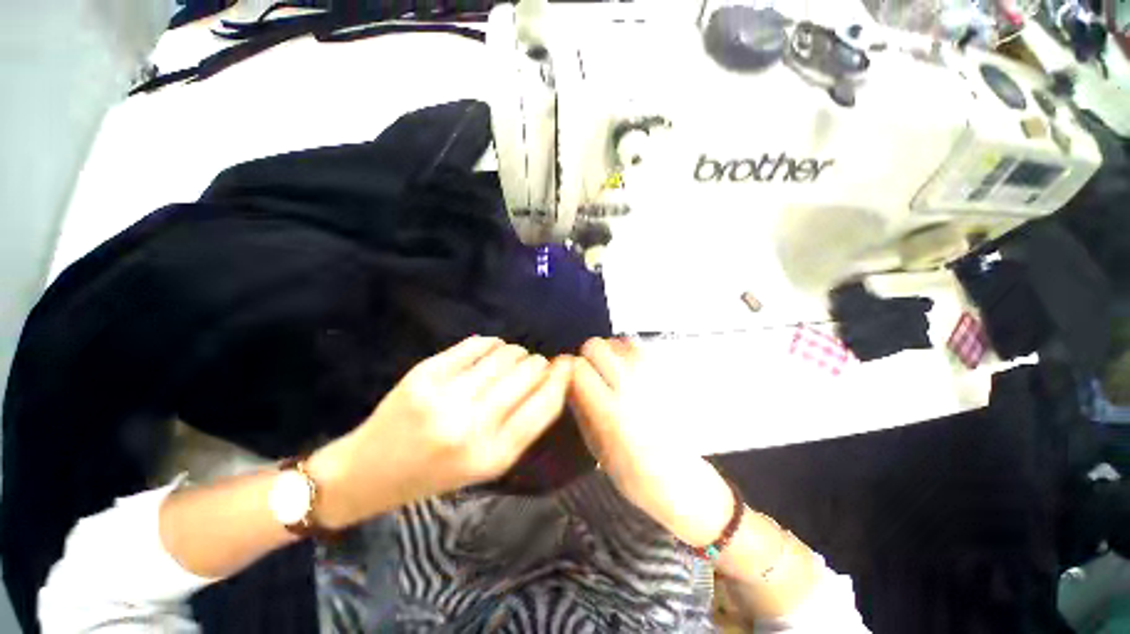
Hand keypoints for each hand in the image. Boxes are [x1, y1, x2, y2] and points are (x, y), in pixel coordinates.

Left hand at [308, 336, 571, 527]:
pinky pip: (477, 344)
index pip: (546, 405)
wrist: (369, 472)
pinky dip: (491, 344)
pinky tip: (488, 352)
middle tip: (533, 364)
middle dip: (538, 363)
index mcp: (493, 455)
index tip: (568, 363)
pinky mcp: (425, 373)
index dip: (562, 378)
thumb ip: (523, 423)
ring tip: (509, 360)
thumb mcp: (488, 462)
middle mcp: (472, 425)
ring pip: (505, 354)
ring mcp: (445, 396)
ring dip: (515, 353)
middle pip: (528, 373)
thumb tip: (552, 378)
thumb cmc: (437, 472)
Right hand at [570, 338, 733, 545]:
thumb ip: (580, 407)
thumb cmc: (632, 473)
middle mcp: (631, 388)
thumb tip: (568, 380)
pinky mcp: (666, 375)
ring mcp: (652, 377)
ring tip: (610, 372)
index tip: (568, 377)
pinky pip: (638, 347)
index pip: (577, 368)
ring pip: (617, 341)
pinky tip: (627, 370)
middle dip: (586, 356)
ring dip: (608, 353)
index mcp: (609, 412)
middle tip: (589, 373)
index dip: (568, 370)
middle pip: (596, 345)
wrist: (681, 479)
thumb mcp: (594, 446)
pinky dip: (626, 351)